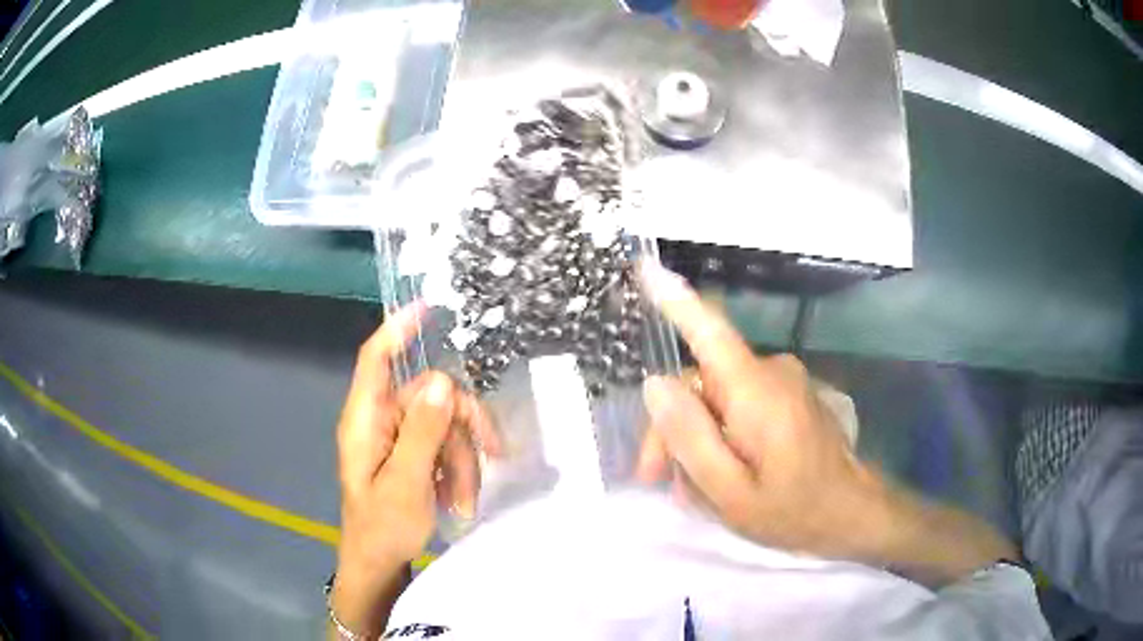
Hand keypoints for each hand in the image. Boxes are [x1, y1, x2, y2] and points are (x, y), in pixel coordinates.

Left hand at [332, 303, 500, 636]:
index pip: (375, 359)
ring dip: (463, 460)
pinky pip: (444, 445)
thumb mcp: (406, 482)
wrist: (378, 563)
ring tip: (464, 500)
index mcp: (366, 420)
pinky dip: (458, 468)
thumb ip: (422, 432)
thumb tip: (439, 382)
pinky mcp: (411, 455)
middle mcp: (381, 420)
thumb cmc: (382, 526)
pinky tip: (457, 497)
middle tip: (491, 458)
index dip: (397, 329)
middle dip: (461, 431)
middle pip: (430, 397)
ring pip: (444, 425)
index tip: (427, 306)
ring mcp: (397, 438)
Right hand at [635, 263, 1016, 580]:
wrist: (853, 513)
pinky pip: (738, 402)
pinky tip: (719, 471)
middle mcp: (772, 372)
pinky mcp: (788, 393)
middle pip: (700, 380)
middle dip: (673, 425)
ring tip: (692, 487)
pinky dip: (720, 433)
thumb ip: (690, 438)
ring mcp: (784, 381)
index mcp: (757, 392)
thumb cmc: (794, 511)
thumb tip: (655, 384)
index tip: (644, 267)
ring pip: (715, 396)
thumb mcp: (730, 493)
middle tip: (656, 476)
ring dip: (696, 435)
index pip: (710, 332)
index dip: (674, 300)